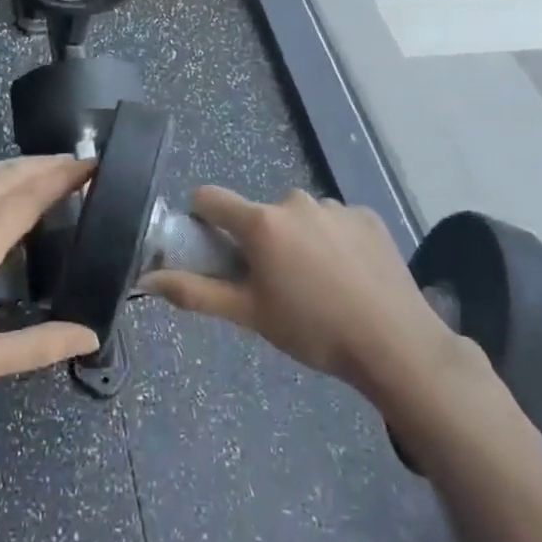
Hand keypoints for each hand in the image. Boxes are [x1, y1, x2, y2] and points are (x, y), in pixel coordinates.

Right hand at [142, 189, 463, 401]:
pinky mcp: (367, 216)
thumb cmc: (312, 330)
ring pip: (299, 218)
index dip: (203, 219)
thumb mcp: (249, 315)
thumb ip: (195, 292)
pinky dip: (333, 242)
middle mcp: (295, 201)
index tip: (215, 249)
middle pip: (259, 213)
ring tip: (319, 286)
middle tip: (276, 285)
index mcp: (261, 223)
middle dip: (259, 241)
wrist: (395, 343)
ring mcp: (335, 206)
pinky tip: (350, 277)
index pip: (210, 198)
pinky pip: (334, 222)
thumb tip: (146, 280)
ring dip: (298, 240)